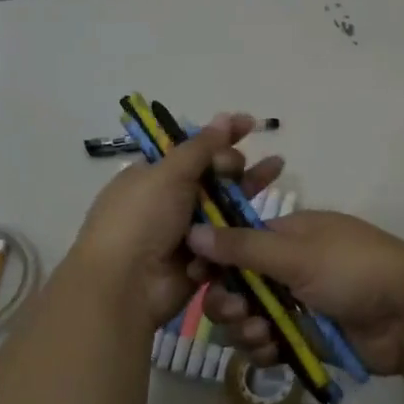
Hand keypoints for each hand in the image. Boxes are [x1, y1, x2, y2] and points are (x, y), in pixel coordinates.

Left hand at [68, 113, 282, 328]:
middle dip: (232, 164)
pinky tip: (260, 211)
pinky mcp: (202, 259)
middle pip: (212, 175)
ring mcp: (185, 232)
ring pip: (225, 206)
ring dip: (248, 188)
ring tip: (277, 168)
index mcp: (152, 175)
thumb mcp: (168, 174)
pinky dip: (239, 228)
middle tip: (237, 167)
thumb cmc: (141, 220)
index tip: (249, 124)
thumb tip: (225, 116)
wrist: (126, 286)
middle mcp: (168, 201)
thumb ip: (201, 146)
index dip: (220, 136)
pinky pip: (227, 239)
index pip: (192, 149)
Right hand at [186, 211, 403, 375]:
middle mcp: (290, 266)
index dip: (214, 260)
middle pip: (239, 284)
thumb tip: (193, 231)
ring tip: (261, 334)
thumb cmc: (354, 270)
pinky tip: (271, 351)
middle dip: (229, 300)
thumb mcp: (297, 254)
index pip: (238, 243)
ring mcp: (299, 303)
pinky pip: (270, 343)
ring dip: (246, 328)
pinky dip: (264, 348)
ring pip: (251, 317)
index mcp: (290, 234)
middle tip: (236, 311)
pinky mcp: (308, 336)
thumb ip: (243, 248)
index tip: (197, 277)